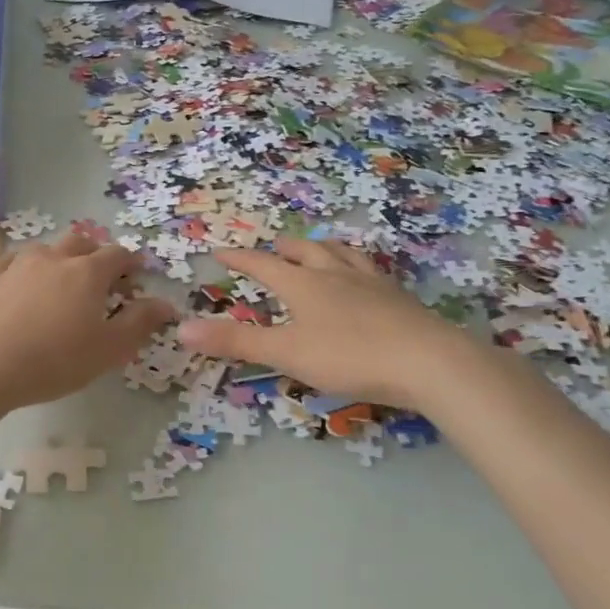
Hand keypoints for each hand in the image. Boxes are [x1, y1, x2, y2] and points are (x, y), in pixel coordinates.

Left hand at [0, 231, 176, 412]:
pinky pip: (11, 262)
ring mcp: (17, 264)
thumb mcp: (108, 350)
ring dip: (58, 258)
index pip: (118, 254)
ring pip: (45, 249)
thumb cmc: (53, 361)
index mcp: (88, 272)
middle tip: (100, 275)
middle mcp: (54, 258)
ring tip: (59, 282)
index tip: (137, 272)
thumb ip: (140, 323)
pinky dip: (24, 269)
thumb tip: (166, 304)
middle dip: (95, 252)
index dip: (131, 261)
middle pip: (81, 241)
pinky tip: (20, 285)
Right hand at [177, 239, 464, 408]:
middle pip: (306, 251)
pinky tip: (365, 276)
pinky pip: (371, 270)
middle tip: (273, 247)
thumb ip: (235, 341)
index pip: (263, 264)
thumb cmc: (349, 356)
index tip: (220, 251)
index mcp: (304, 284)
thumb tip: (181, 328)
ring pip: (342, 254)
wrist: (428, 361)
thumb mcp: (286, 352)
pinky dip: (357, 265)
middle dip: (285, 248)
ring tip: (320, 249)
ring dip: (324, 248)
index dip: (240, 258)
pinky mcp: (398, 297)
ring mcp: (371, 282)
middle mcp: (336, 274)